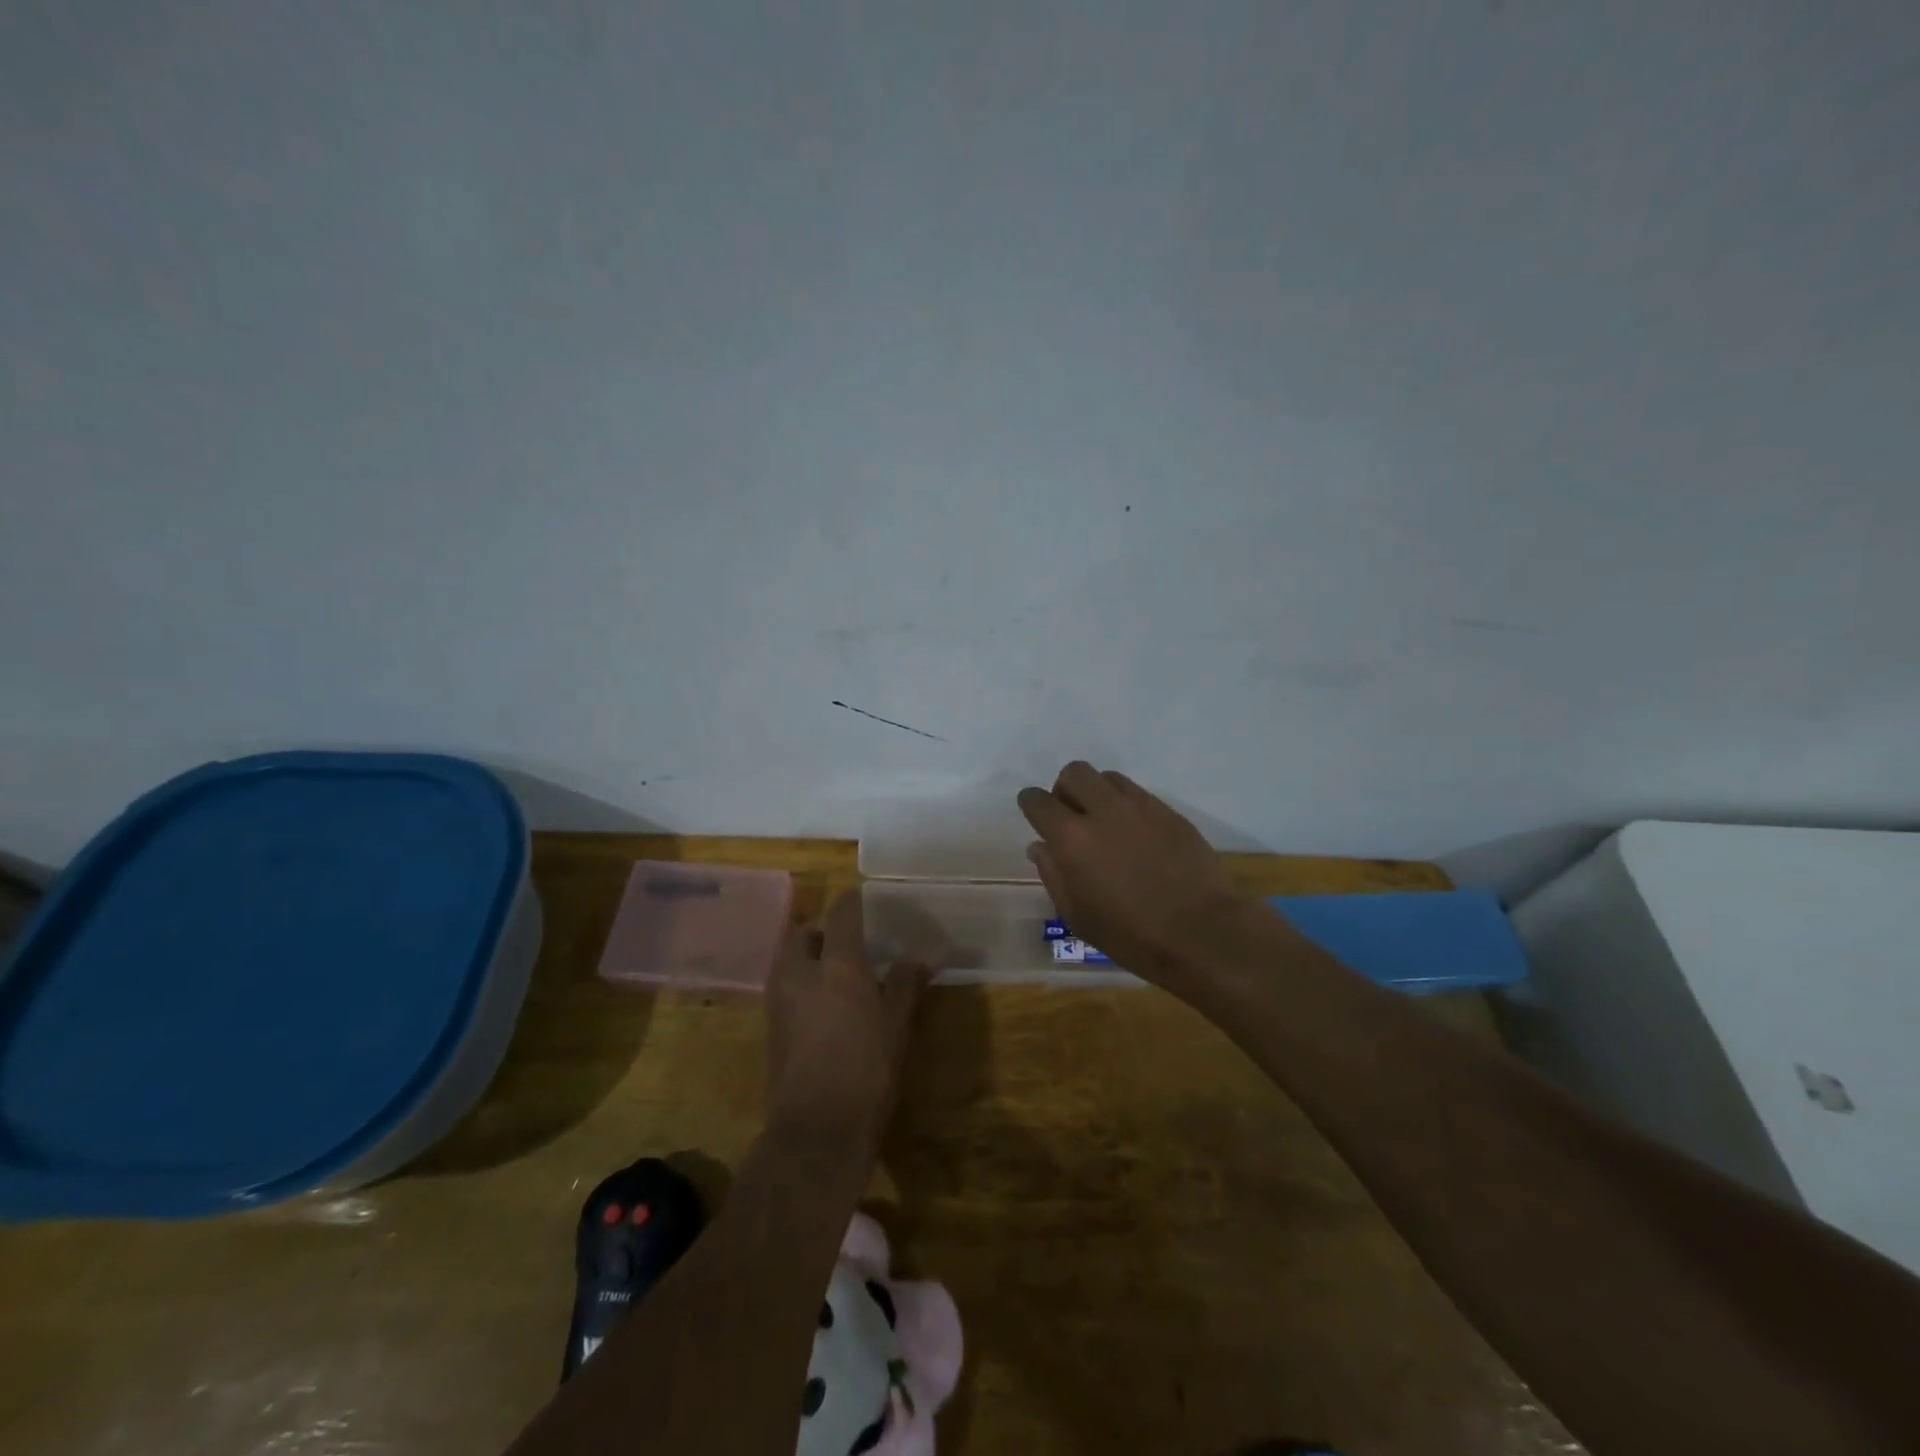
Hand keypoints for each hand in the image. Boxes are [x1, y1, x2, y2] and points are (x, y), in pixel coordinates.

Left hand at [765, 891, 927, 1152]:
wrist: (815, 1129)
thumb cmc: (867, 1070)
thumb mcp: (897, 1025)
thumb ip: (905, 984)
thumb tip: (918, 957)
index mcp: (837, 964)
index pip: (841, 913)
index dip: (853, 901)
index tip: (866, 900)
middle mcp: (801, 972)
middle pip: (803, 933)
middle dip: (822, 932)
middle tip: (847, 945)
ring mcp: (779, 999)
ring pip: (788, 959)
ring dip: (808, 957)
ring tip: (836, 976)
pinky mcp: (769, 1026)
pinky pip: (783, 987)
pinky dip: (800, 983)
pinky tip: (822, 1006)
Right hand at [1018, 761, 1242, 989]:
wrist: (1201, 933)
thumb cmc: (1131, 936)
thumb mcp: (1077, 916)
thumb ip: (1053, 874)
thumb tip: (1040, 846)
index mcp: (1071, 838)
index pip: (1038, 801)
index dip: (1031, 804)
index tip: (1035, 815)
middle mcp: (1103, 811)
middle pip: (1074, 773)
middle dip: (1065, 789)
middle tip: (1072, 817)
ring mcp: (1140, 807)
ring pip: (1107, 777)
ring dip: (1097, 793)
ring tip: (1105, 822)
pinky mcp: (1169, 812)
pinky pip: (1138, 793)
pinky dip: (1126, 805)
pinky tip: (1135, 834)